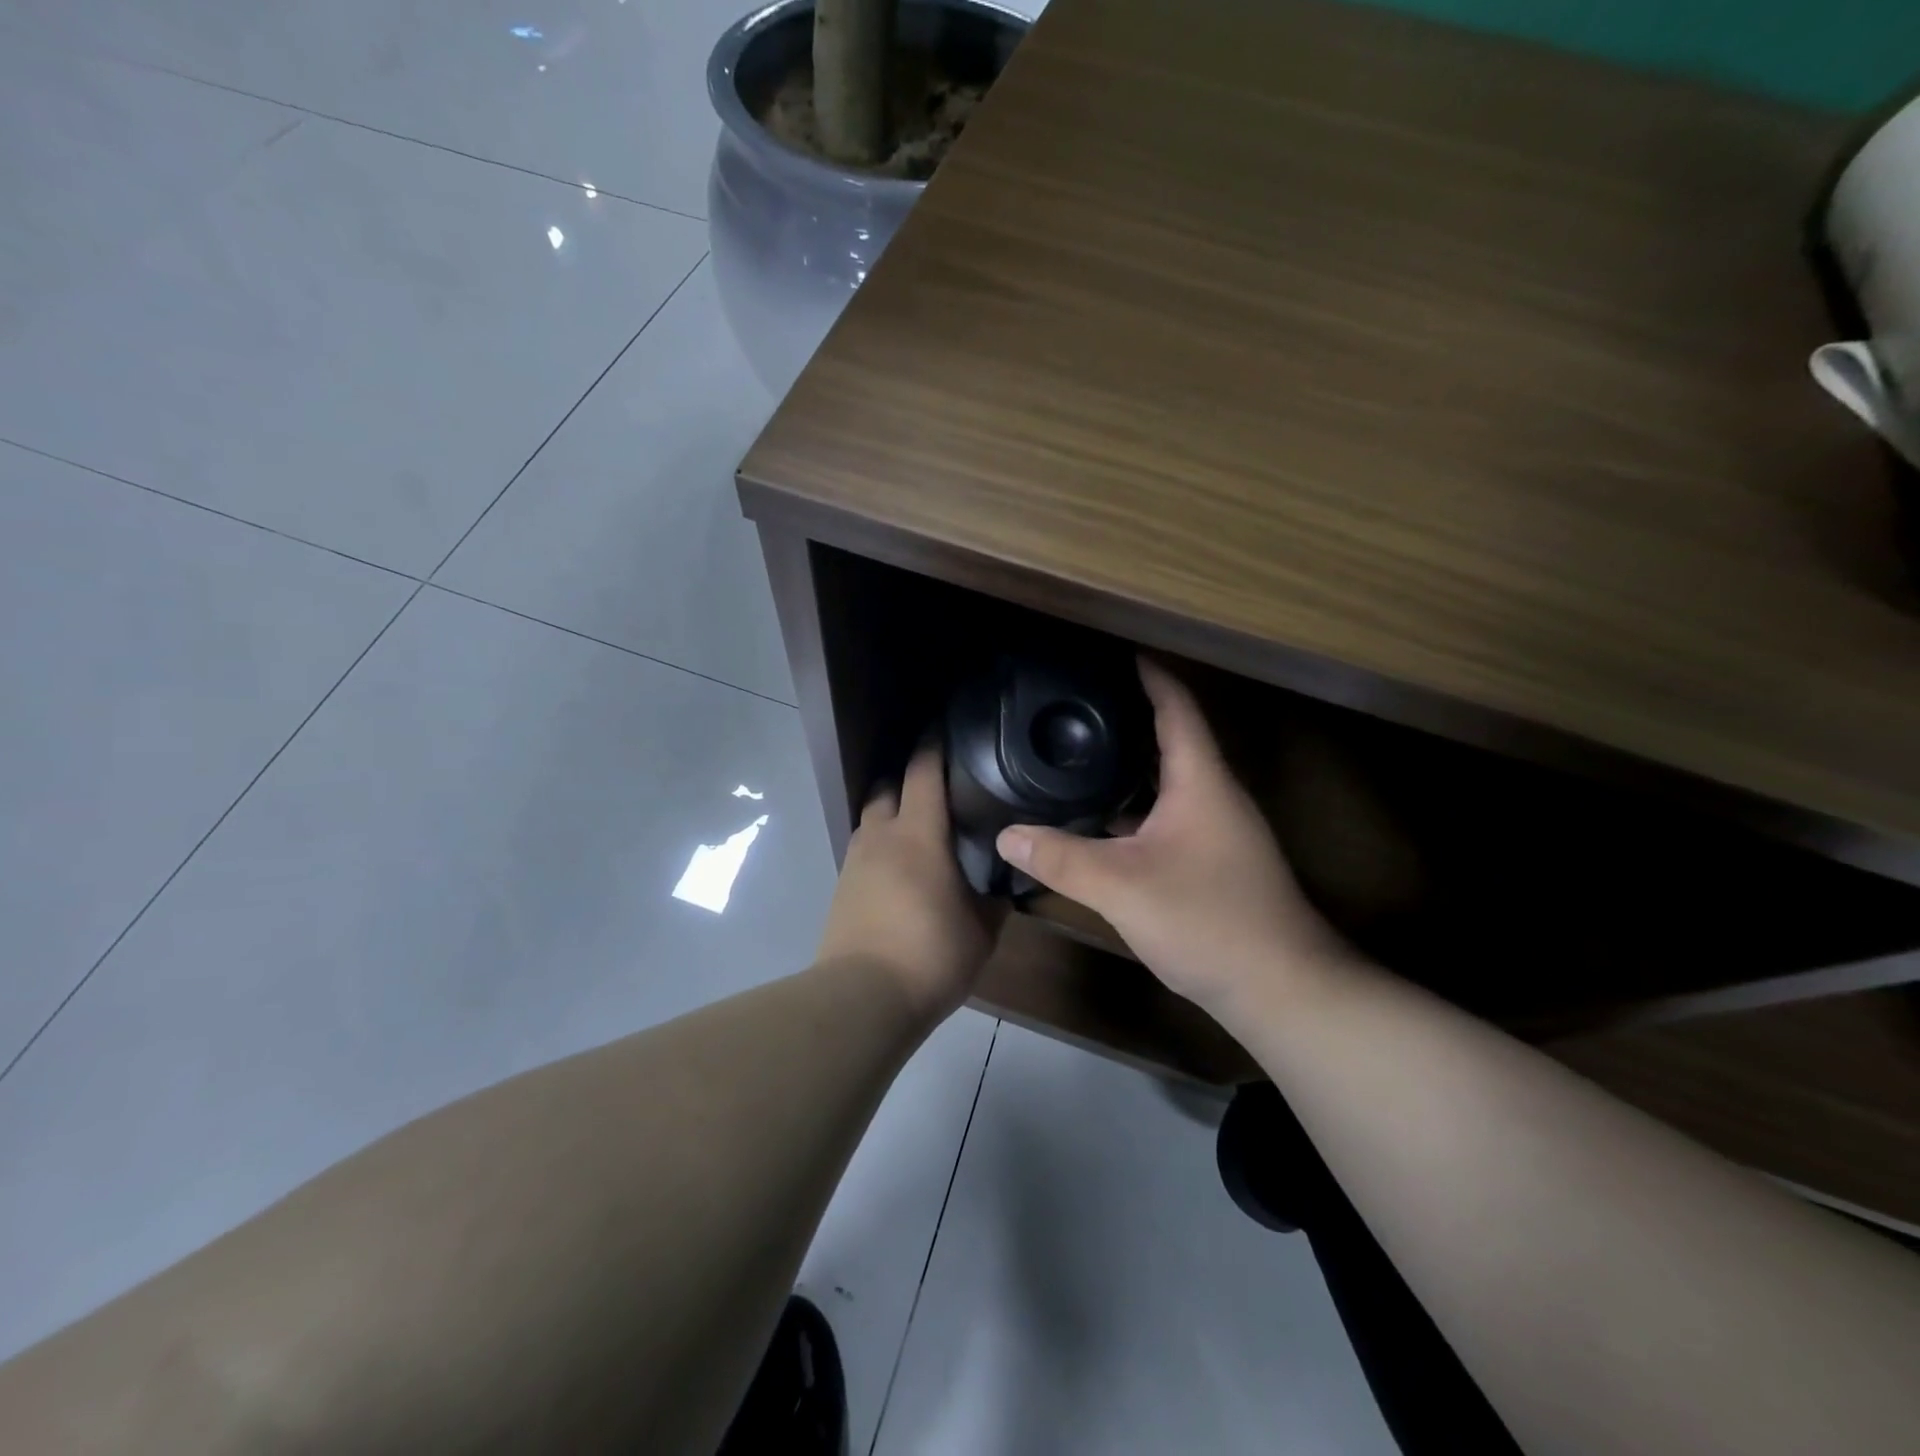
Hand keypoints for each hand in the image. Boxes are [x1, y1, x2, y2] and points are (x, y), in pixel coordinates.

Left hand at [817, 742, 1001, 1019]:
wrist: (863, 997)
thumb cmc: (931, 954)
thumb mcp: (981, 930)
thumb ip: (993, 899)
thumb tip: (1003, 885)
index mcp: (918, 834)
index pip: (923, 772)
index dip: (934, 744)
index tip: (945, 727)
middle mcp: (880, 836)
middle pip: (888, 786)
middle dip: (908, 778)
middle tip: (938, 786)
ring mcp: (855, 861)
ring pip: (871, 818)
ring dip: (892, 813)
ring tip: (920, 828)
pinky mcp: (842, 888)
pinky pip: (863, 850)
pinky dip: (881, 846)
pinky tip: (901, 869)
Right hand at [996, 660, 1349, 1017]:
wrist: (1282, 990)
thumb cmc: (1209, 921)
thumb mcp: (1122, 887)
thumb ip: (1061, 858)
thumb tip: (1006, 835)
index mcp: (1200, 781)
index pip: (1176, 707)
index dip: (1148, 674)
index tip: (1113, 653)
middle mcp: (1213, 796)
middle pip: (1170, 740)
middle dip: (1127, 717)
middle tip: (1076, 707)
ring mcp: (1216, 832)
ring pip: (1166, 783)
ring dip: (1128, 767)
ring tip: (1077, 756)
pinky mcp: (1212, 863)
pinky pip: (1166, 818)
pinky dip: (1133, 809)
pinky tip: (1099, 822)